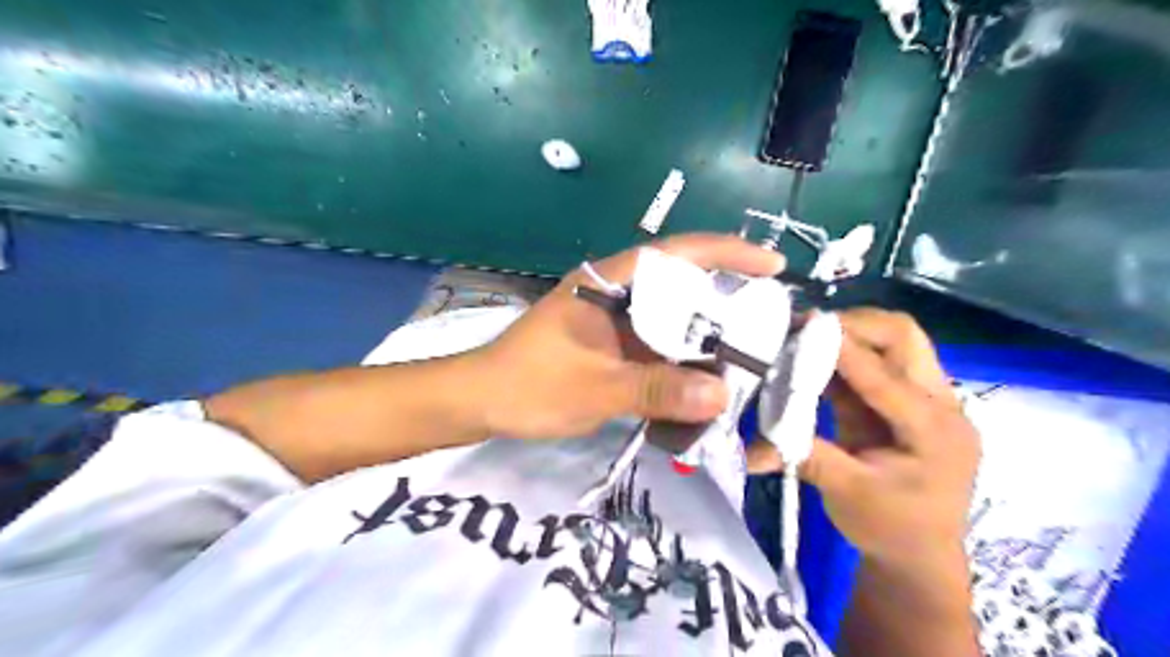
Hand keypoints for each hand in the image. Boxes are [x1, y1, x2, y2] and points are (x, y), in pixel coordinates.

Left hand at [474, 233, 785, 440]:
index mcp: (609, 283)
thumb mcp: (594, 388)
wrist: (479, 400)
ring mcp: (612, 319)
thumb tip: (721, 395)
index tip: (772, 265)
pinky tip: (706, 375)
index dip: (727, 253)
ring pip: (671, 315)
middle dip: (727, 294)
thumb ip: (655, 390)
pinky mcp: (609, 343)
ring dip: (707, 330)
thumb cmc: (530, 385)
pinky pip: (656, 342)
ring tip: (751, 349)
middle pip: (681, 282)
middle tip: (771, 318)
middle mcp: (615, 292)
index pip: (676, 253)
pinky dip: (683, 355)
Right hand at [749, 308, 978, 568]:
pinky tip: (812, 358)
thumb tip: (750, 448)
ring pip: (893, 341)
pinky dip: (844, 355)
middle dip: (853, 324)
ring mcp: (924, 398)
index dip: (840, 350)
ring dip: (848, 334)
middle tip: (805, 329)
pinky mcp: (903, 401)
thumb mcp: (847, 494)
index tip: (799, 330)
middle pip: (903, 336)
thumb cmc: (892, 528)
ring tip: (804, 336)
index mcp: (933, 428)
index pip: (884, 375)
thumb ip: (804, 456)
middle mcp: (939, 403)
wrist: (920, 555)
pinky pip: (875, 362)